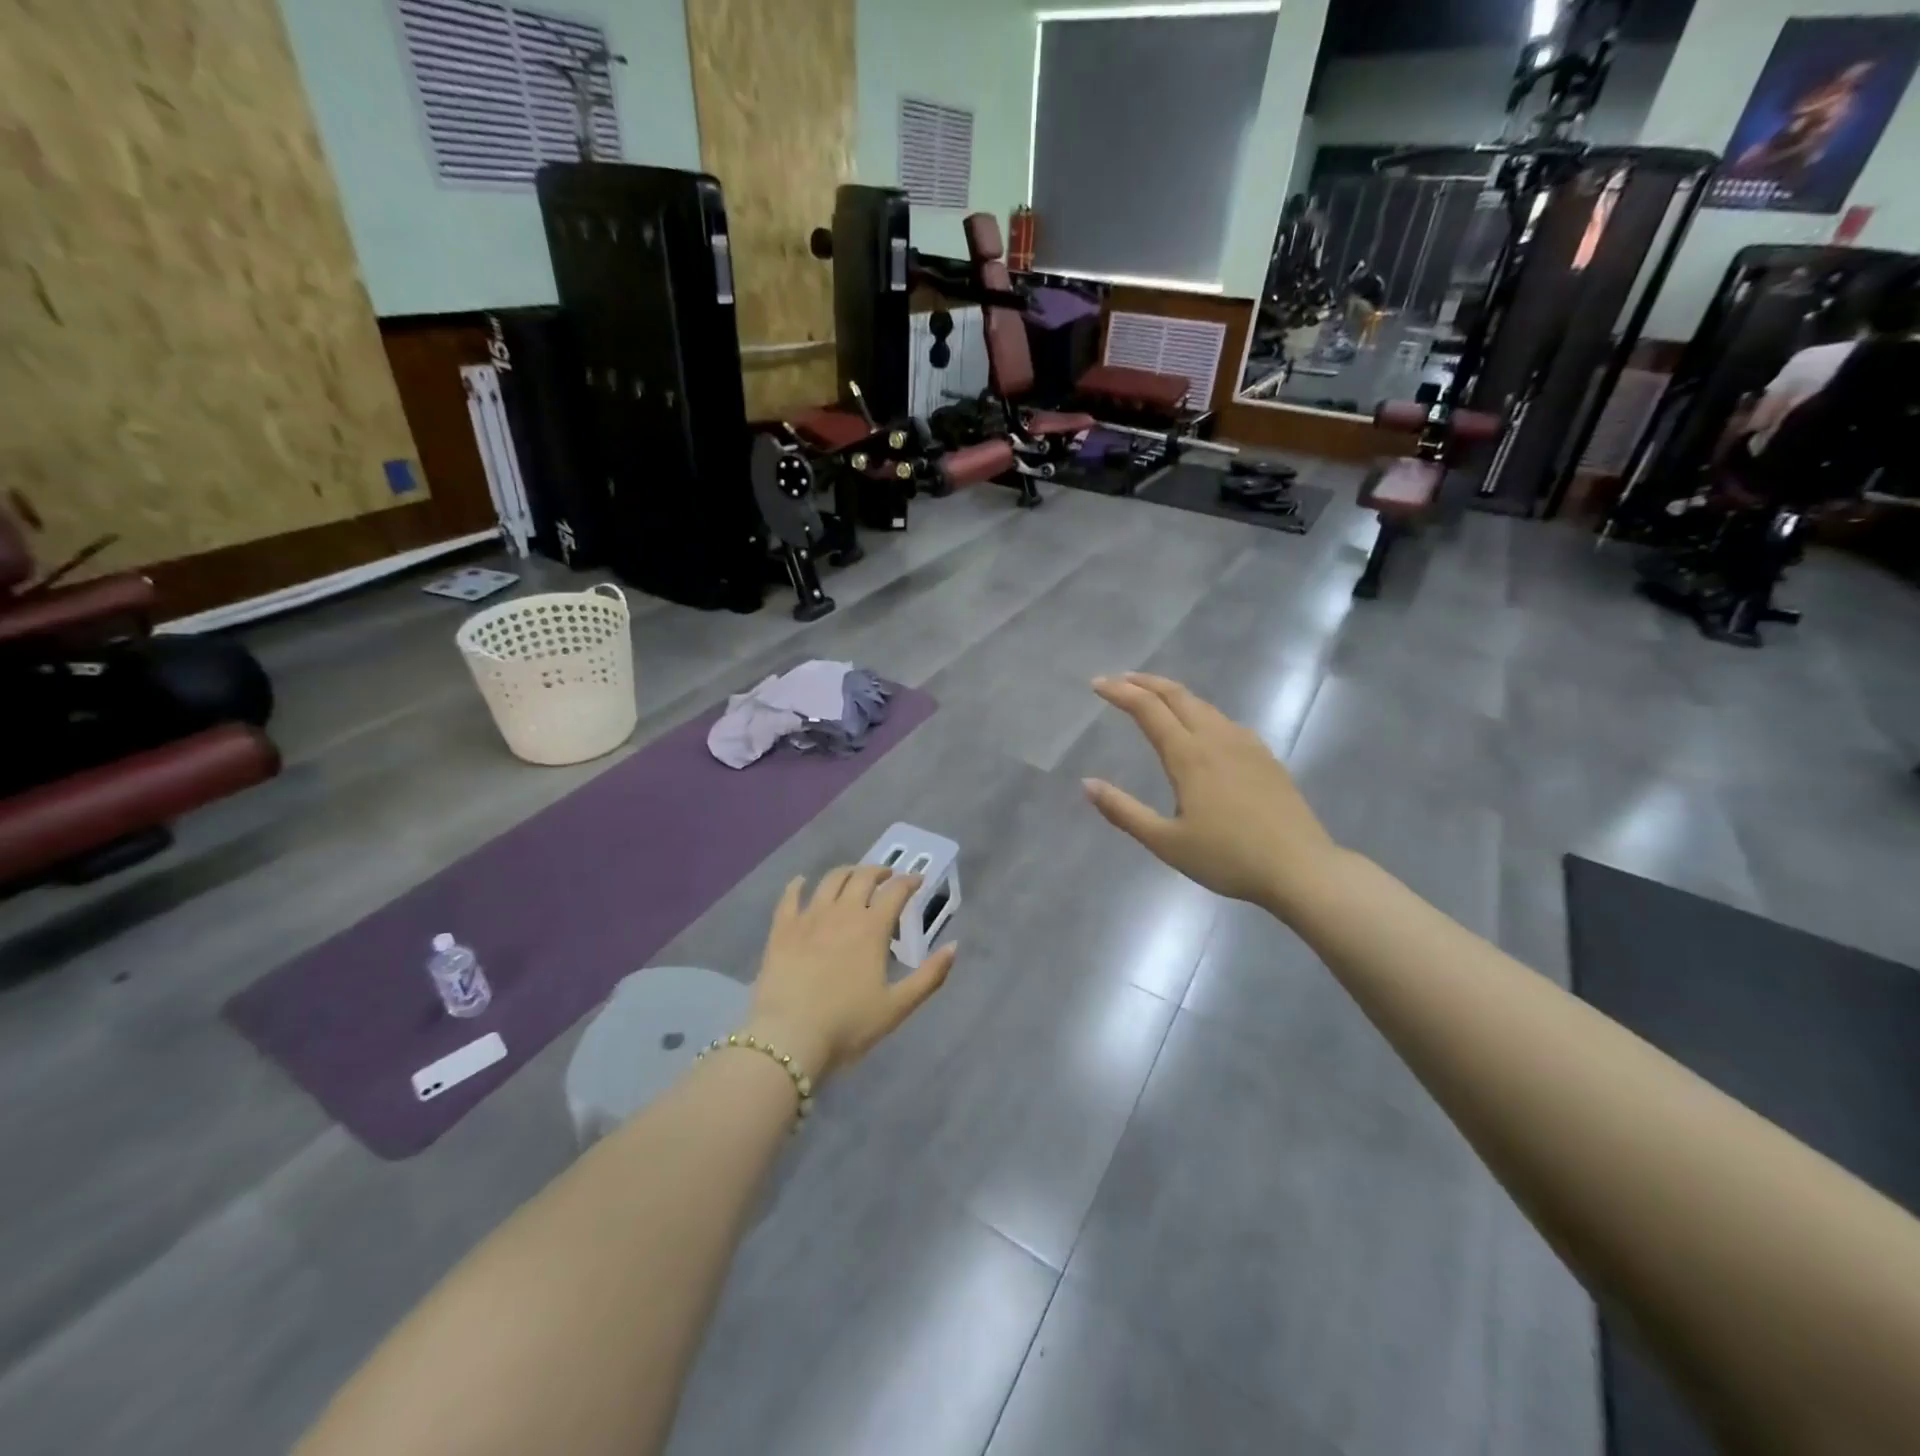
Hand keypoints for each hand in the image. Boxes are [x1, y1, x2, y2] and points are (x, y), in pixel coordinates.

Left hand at [746, 867, 955, 1081]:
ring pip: (830, 881)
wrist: (789, 1038)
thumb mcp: (897, 1007)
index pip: (895, 892)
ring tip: (853, 876)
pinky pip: (789, 897)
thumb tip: (953, 947)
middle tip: (887, 876)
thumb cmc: (848, 1025)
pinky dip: (798, 885)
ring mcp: (809, 918)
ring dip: (847, 872)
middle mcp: (842, 913)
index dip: (909, 882)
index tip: (917, 881)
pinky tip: (801, 882)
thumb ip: (929, 976)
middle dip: (879, 872)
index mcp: (871, 928)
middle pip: (862, 878)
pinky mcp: (782, 929)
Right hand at [1084, 673, 1340, 916]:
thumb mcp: (1166, 843)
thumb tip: (1087, 784)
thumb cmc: (1227, 858)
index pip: (1148, 709)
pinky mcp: (1265, 757)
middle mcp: (1216, 738)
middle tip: (1121, 679)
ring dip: (1173, 694)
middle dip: (1146, 682)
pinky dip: (1200, 711)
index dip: (1120, 693)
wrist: (1300, 868)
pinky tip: (1202, 727)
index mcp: (1189, 756)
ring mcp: (1246, 745)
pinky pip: (1225, 721)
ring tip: (1155, 697)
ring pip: (1204, 705)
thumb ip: (1123, 811)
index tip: (1097, 684)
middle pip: (1177, 696)